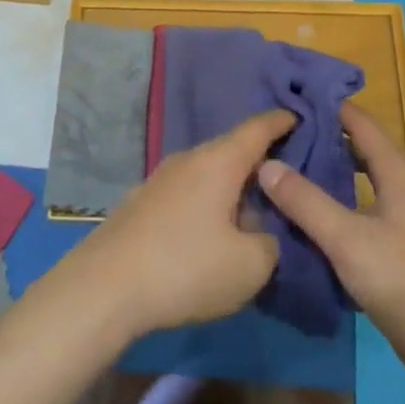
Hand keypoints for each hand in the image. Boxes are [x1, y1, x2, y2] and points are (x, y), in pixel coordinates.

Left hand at [70, 110, 293, 341]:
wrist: (105, 287)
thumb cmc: (186, 267)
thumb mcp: (250, 266)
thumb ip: (270, 242)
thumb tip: (260, 232)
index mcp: (220, 161)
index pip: (258, 128)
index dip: (281, 121)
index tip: (299, 116)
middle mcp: (189, 158)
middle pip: (232, 150)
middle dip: (258, 162)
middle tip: (285, 179)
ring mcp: (161, 178)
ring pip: (208, 173)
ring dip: (231, 188)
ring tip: (251, 213)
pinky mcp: (142, 202)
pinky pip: (188, 191)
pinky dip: (207, 202)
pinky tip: (210, 233)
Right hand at [259, 102, 404, 403]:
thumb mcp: (348, 239)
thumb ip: (306, 201)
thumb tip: (265, 164)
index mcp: (397, 171)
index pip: (357, 121)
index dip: (325, 105)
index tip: (286, 98)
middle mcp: (401, 185)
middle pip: (356, 148)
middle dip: (319, 138)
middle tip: (275, 135)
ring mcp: (401, 217)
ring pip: (356, 181)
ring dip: (324, 172)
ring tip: (281, 169)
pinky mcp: (396, 245)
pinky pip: (358, 209)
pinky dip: (332, 203)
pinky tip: (304, 215)